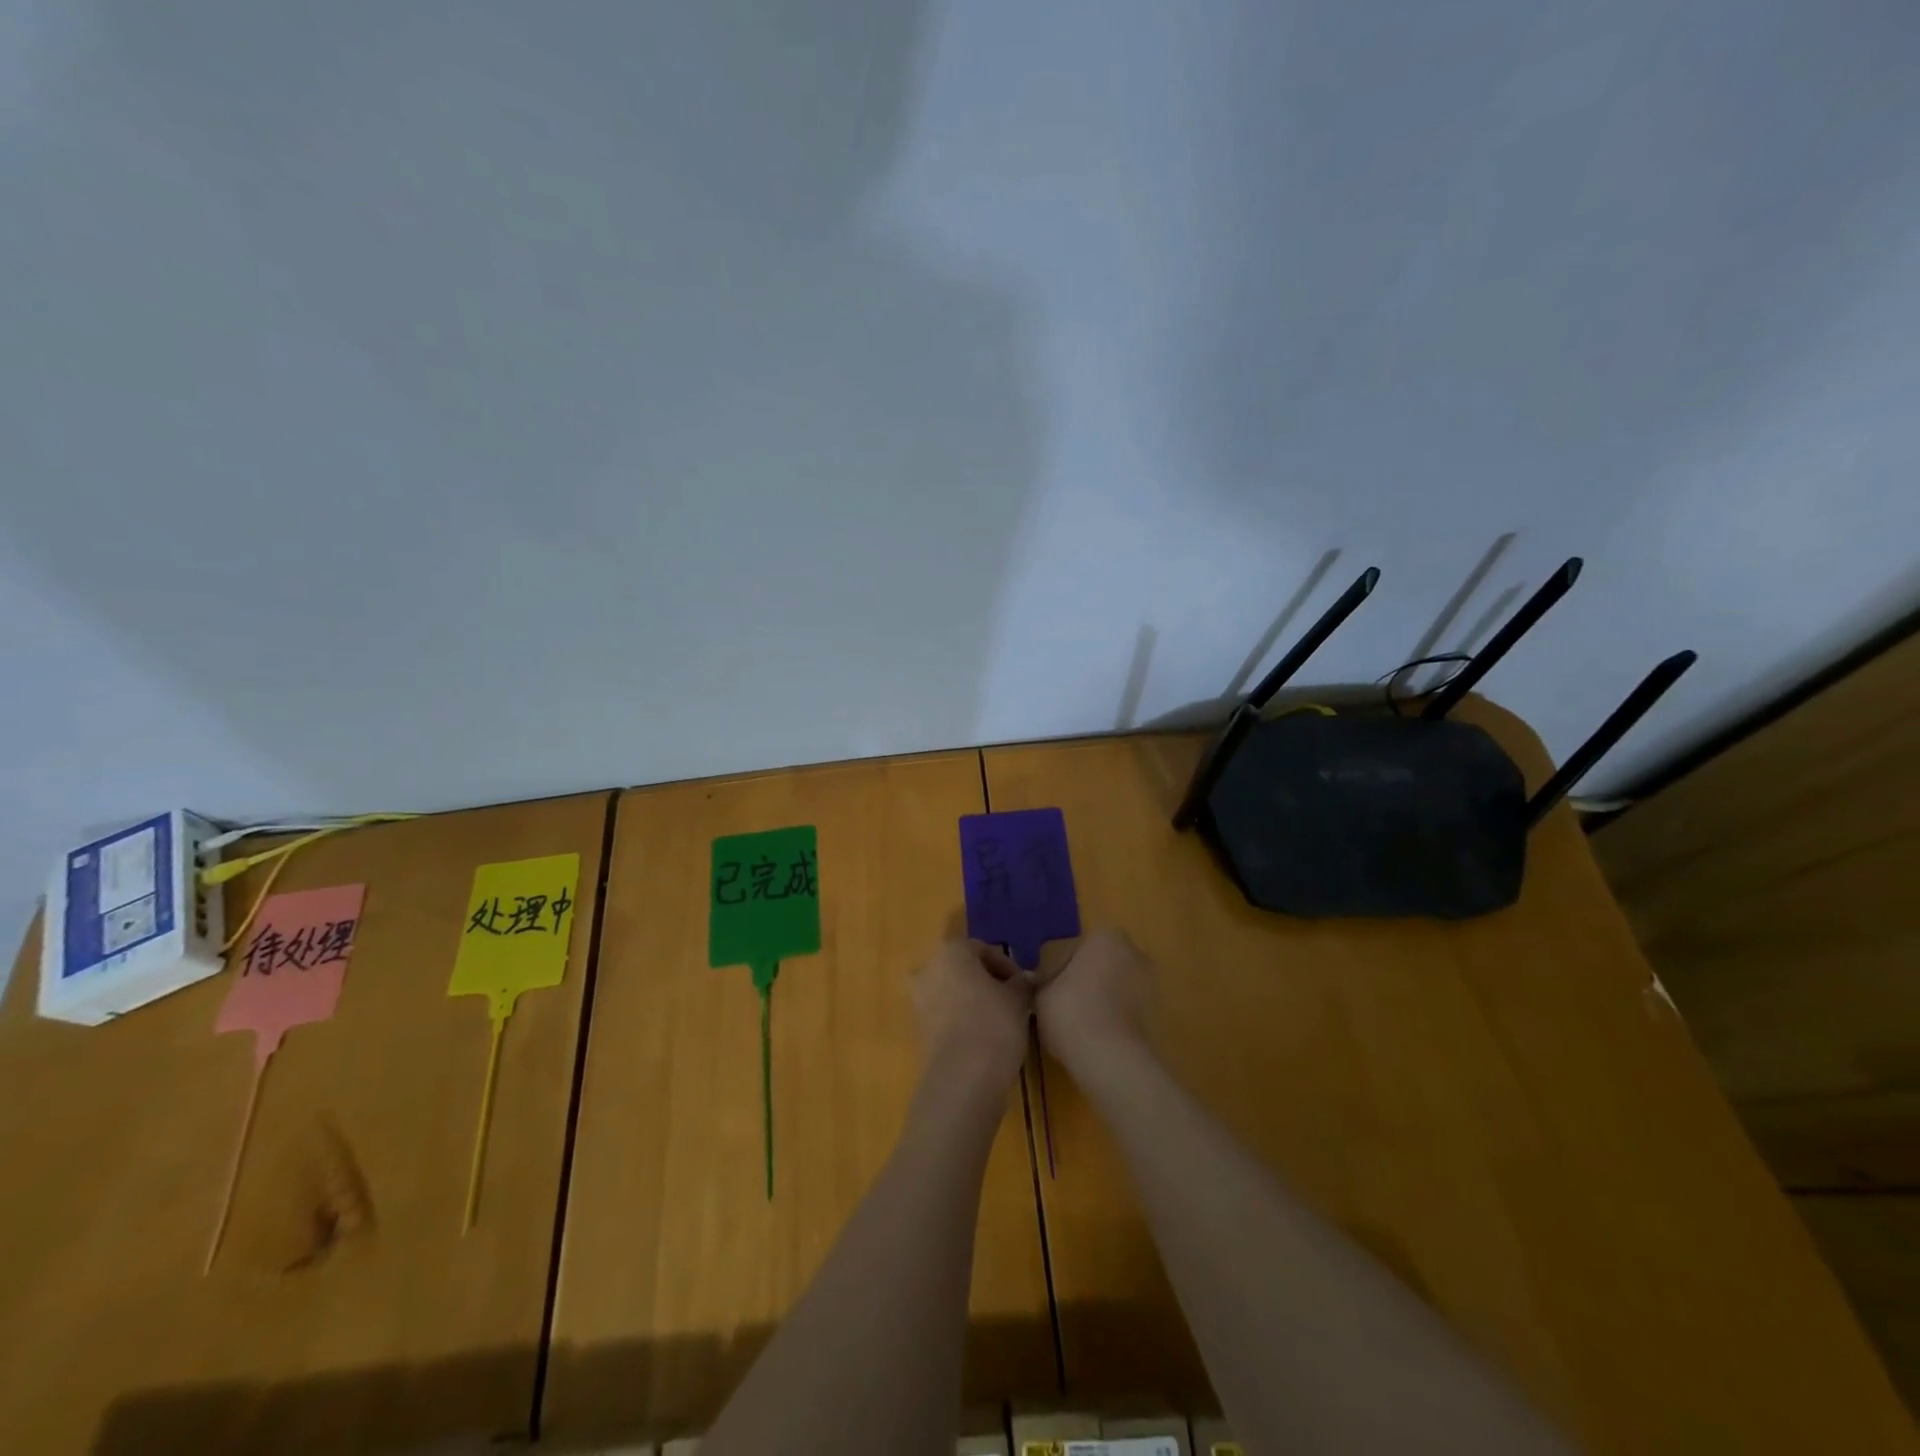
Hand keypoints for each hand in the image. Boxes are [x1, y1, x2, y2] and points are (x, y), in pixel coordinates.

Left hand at [910, 940, 1032, 1091]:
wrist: (962, 1078)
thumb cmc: (993, 1024)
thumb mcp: (1018, 1000)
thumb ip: (1021, 983)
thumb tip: (1025, 978)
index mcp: (951, 952)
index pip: (983, 949)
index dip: (1007, 966)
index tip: (1024, 986)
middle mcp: (928, 969)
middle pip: (963, 969)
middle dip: (987, 981)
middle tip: (1012, 1000)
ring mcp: (919, 1000)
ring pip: (952, 992)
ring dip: (974, 1000)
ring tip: (1000, 1020)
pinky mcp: (918, 1030)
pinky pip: (945, 1015)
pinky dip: (962, 1019)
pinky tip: (983, 1037)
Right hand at [1035, 928, 1152, 1071]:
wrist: (1110, 1058)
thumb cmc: (1070, 1011)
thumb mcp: (1040, 992)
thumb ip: (1041, 982)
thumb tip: (1038, 982)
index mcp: (1104, 937)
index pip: (1070, 950)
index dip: (1054, 971)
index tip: (1043, 991)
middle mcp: (1132, 951)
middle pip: (1096, 965)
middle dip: (1081, 981)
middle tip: (1058, 1005)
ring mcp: (1148, 982)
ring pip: (1112, 986)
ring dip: (1097, 998)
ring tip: (1075, 1023)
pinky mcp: (1155, 1012)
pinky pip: (1123, 1008)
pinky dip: (1110, 1016)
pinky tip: (1092, 1035)